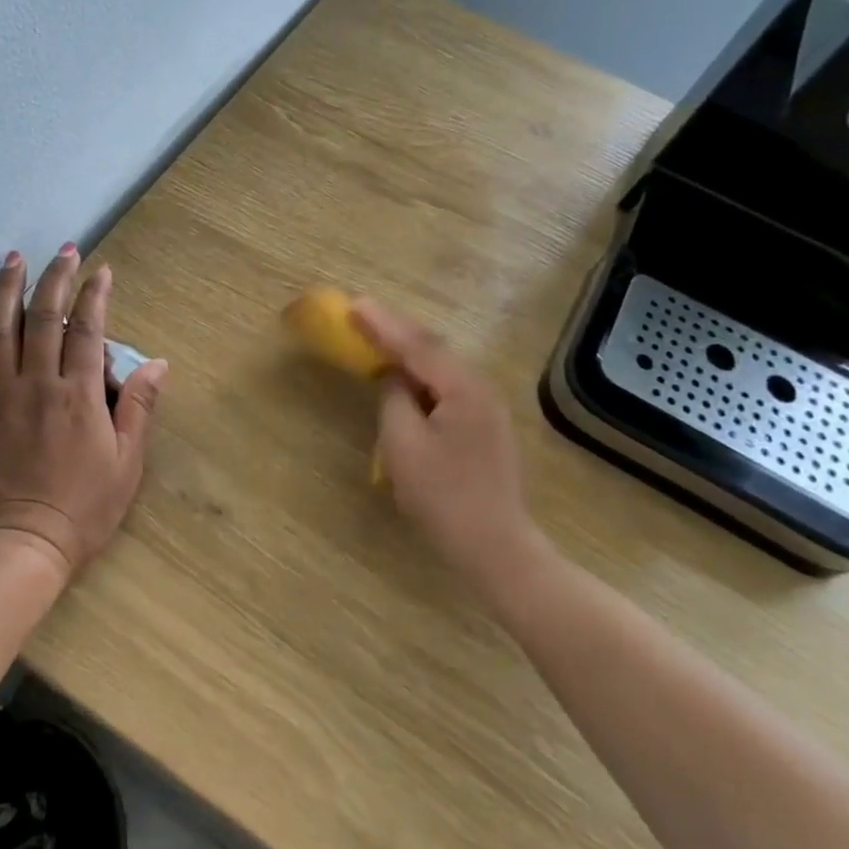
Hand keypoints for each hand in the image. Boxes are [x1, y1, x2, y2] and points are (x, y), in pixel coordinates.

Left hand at [0, 245, 166, 582]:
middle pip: (43, 317)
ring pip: (0, 327)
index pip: (86, 329)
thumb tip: (158, 364)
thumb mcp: (126, 463)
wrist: (19, 544)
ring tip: (13, 260)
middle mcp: (37, 383)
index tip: (100, 269)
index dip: (94, 294)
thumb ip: (139, 407)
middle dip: (55, 278)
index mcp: (78, 395)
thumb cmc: (83, 508)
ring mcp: (0, 393)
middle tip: (63, 249)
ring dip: (7, 289)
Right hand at [351, 300, 554, 593]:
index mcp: (463, 388)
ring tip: (378, 337)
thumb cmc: (443, 496)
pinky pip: (447, 387)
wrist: (495, 545)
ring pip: (441, 368)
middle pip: (433, 350)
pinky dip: (421, 376)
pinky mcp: (485, 426)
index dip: (382, 325)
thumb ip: (394, 400)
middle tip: (362, 313)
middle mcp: (481, 388)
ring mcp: (487, 407)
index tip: (353, 304)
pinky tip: (406, 376)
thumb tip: (393, 377)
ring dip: (408, 352)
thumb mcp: (403, 445)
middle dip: (396, 330)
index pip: (417, 346)